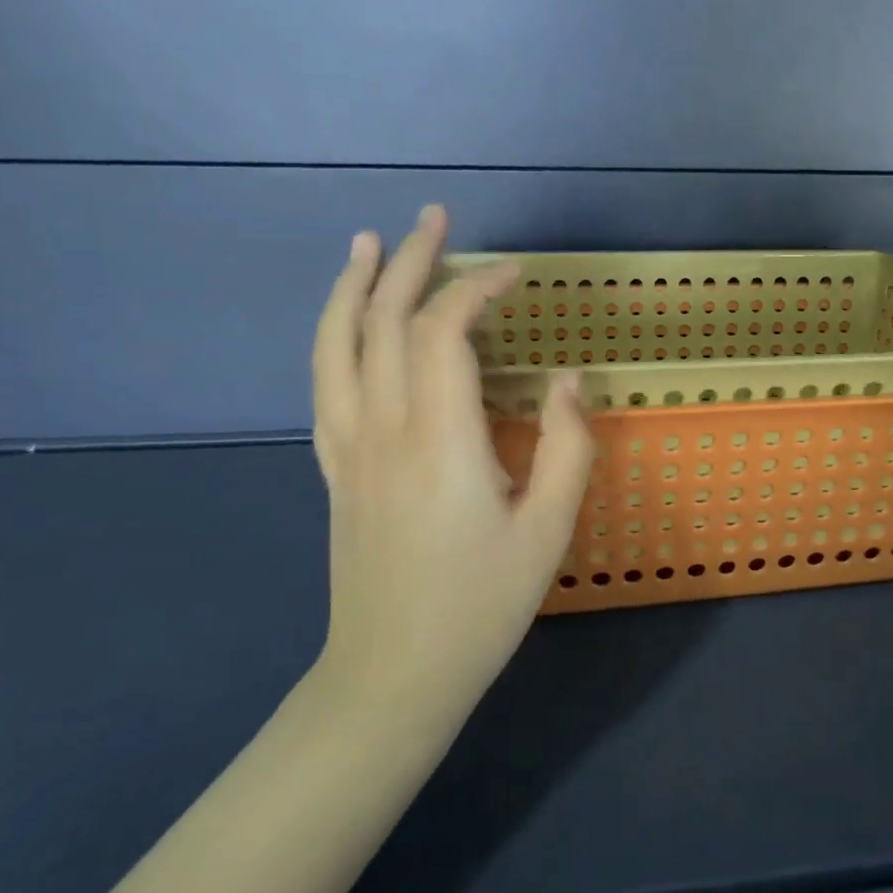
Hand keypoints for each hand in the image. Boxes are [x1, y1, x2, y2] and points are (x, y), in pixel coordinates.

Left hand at [309, 205, 593, 719]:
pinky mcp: (336, 468)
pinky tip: (346, 321)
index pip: (446, 333)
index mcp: (440, 440)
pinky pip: (324, 382)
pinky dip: (333, 334)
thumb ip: (567, 447)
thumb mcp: (548, 531)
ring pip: (337, 345)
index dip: (477, 288)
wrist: (392, 675)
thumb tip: (568, 380)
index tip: (515, 274)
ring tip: (368, 242)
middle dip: (410, 261)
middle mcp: (383, 428)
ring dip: (354, 286)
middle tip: (436, 217)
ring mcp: (349, 447)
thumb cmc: (481, 605)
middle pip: (383, 321)